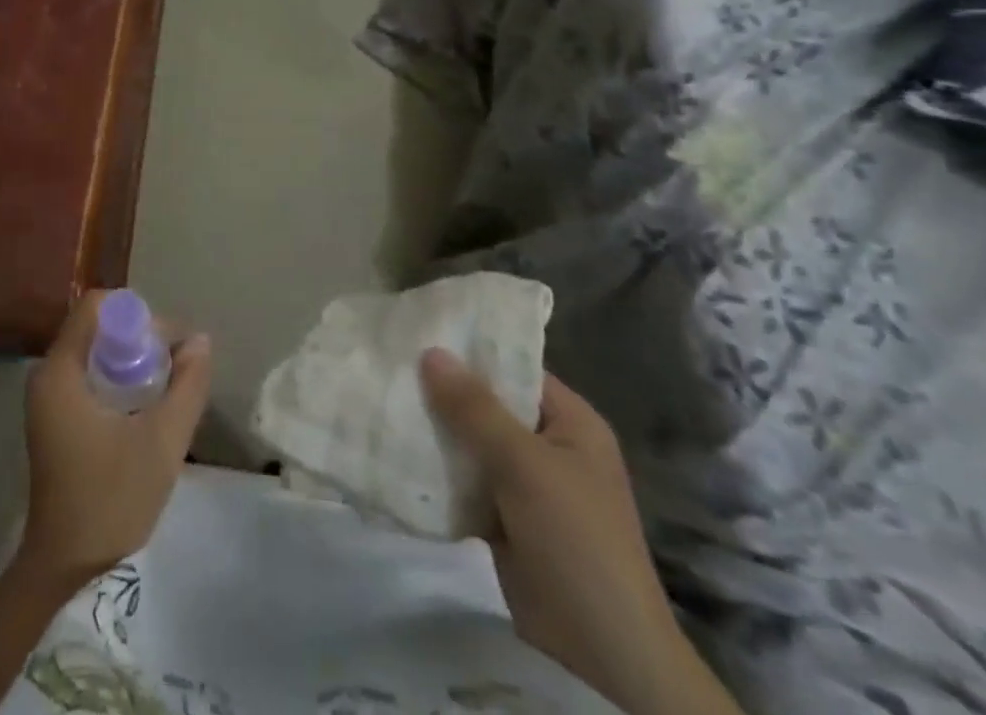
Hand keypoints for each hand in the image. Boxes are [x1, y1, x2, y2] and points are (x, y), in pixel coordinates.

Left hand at [17, 292, 212, 594]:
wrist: (64, 566)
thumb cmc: (111, 500)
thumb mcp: (162, 441)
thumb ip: (187, 386)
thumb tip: (201, 340)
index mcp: (61, 370)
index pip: (98, 306)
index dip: (138, 315)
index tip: (168, 345)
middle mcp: (48, 372)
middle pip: (98, 326)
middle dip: (140, 339)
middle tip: (174, 370)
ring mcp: (48, 395)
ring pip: (96, 350)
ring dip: (132, 361)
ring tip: (165, 390)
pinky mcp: (55, 414)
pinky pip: (90, 374)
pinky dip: (119, 379)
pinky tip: (144, 408)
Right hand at [420, 351, 741, 714]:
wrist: (602, 653)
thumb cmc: (576, 539)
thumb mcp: (524, 464)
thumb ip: (475, 407)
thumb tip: (431, 350)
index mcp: (571, 422)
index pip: (515, 367)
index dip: (471, 350)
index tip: (420, 332)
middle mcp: (549, 445)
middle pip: (489, 404)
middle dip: (444, 391)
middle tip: (391, 363)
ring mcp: (527, 483)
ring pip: (472, 442)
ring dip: (436, 430)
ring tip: (383, 398)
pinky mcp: (505, 517)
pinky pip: (466, 479)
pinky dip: (438, 469)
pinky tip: (396, 449)